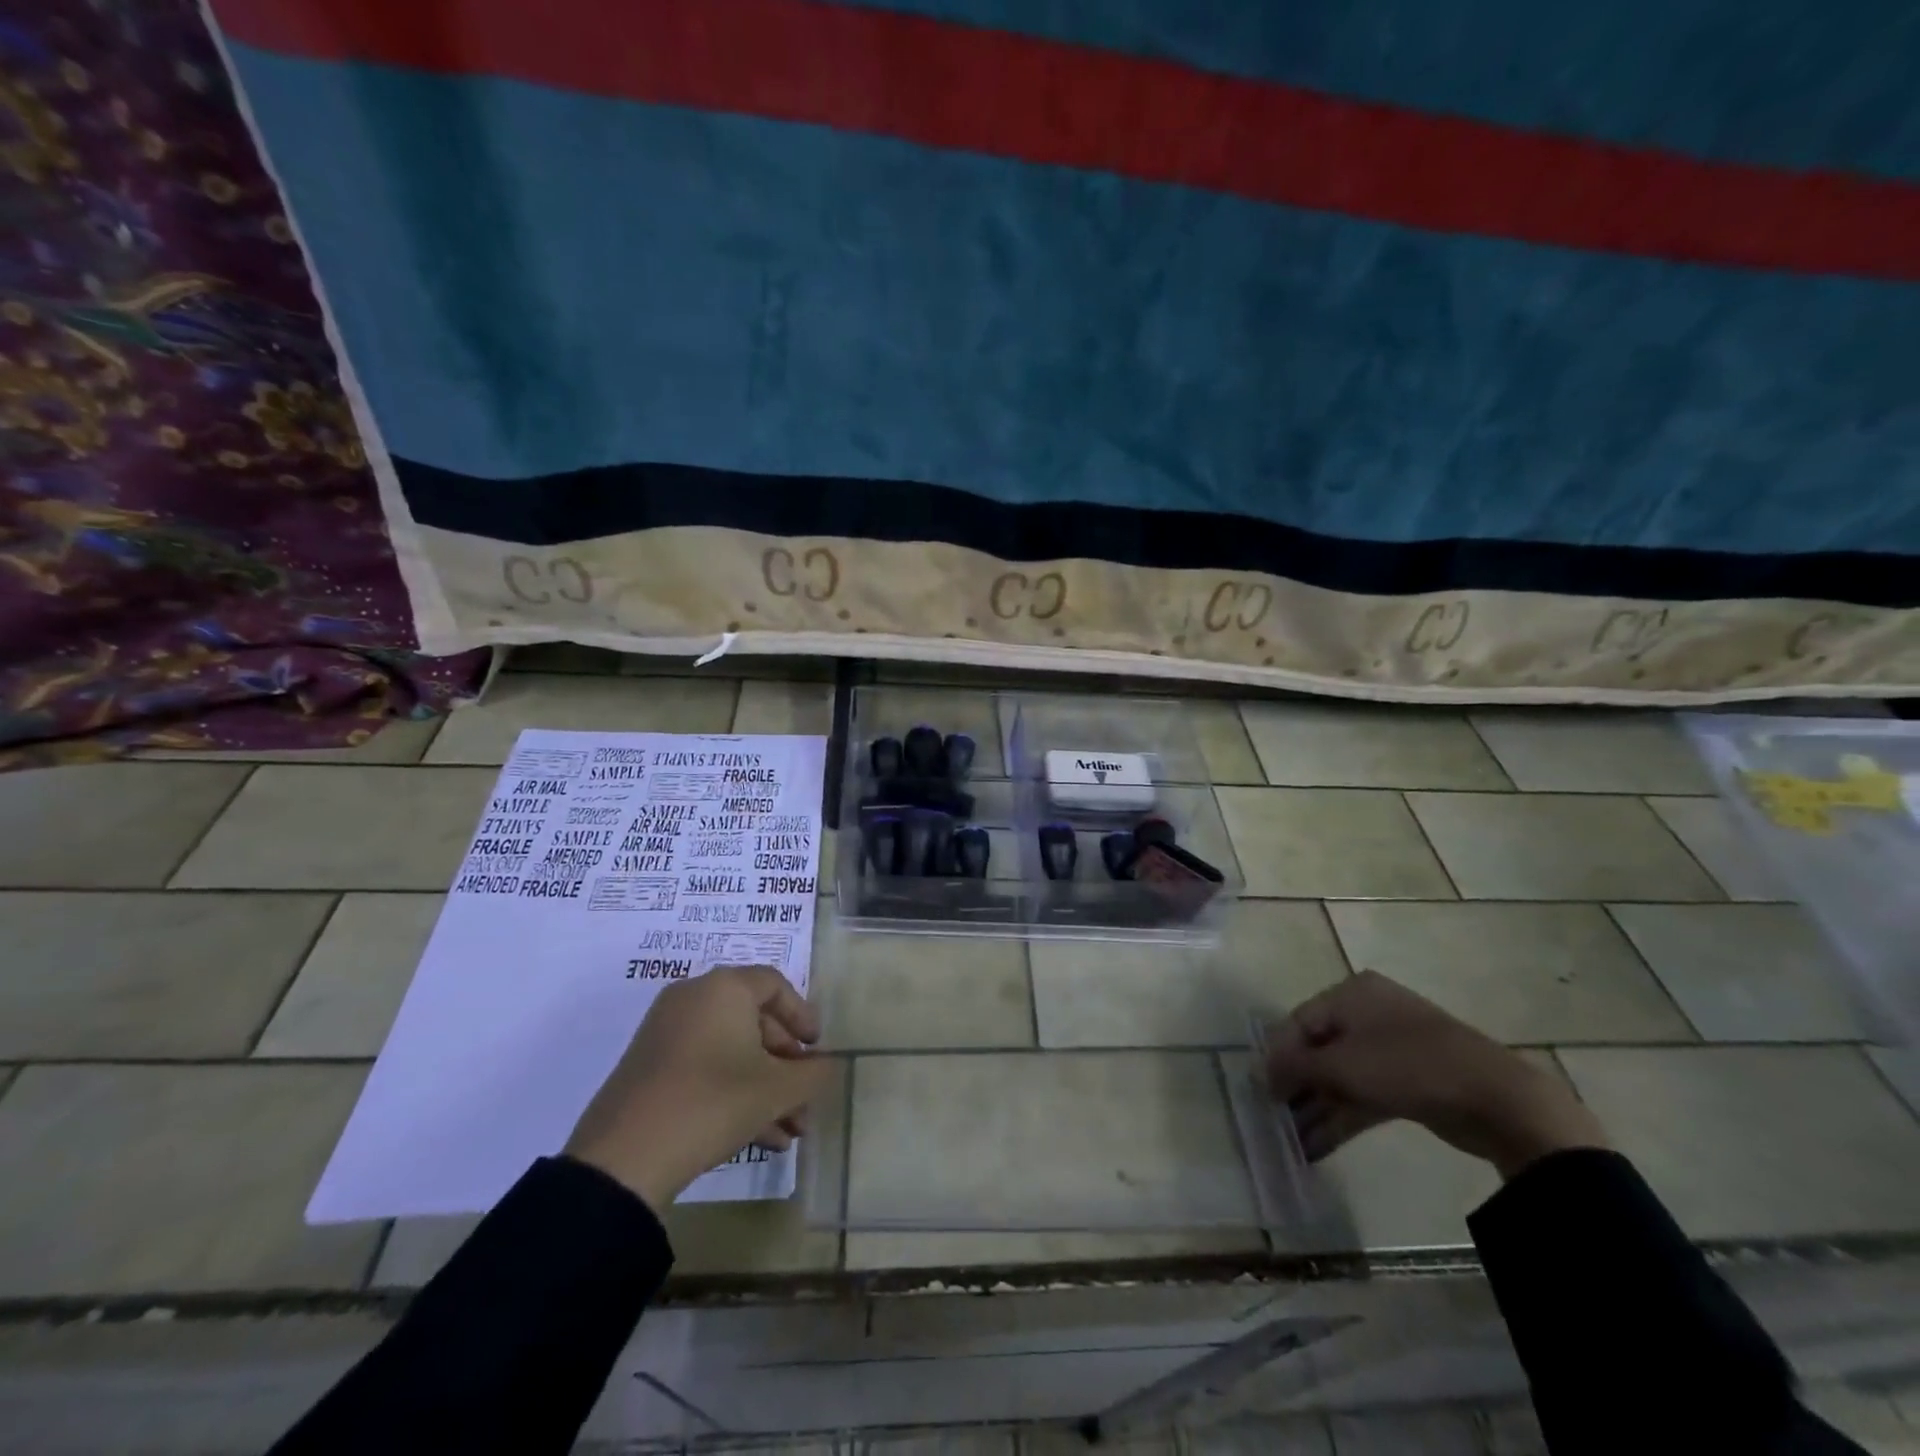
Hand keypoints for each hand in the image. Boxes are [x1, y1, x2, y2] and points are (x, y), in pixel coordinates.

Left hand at [566, 965, 830, 1210]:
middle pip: (754, 1021)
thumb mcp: (776, 1090)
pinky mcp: (650, 1068)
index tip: (818, 1049)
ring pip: (732, 1051)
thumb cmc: (711, 1103)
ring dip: (765, 1087)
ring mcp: (667, 1033)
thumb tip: (828, 1065)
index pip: (775, 985)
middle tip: (805, 1098)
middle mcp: (694, 999)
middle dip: (786, 1064)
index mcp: (724, 988)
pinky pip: (705, 1067)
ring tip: (791, 1131)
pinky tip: (761, 1138)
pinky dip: (734, 1092)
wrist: (623, 1159)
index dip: (803, 1016)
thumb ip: (813, 1073)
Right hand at [1262, 970, 1606, 1179]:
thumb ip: (1295, 1068)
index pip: (1300, 1022)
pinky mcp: (1411, 1082)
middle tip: (1276, 1118)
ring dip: (1317, 1107)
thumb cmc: (1408, 1065)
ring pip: (1342, 1076)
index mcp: (1351, 994)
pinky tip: (1318, 1146)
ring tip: (1292, 1141)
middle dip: (1298, 1086)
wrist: (1498, 1099)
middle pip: (1319, 1049)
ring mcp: (1392, 1049)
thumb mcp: (1342, 1064)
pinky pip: (1365, 1095)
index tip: (1262, 1091)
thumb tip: (1259, 1074)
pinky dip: (1343, 1117)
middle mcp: (1369, 1013)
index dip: (1278, 1056)